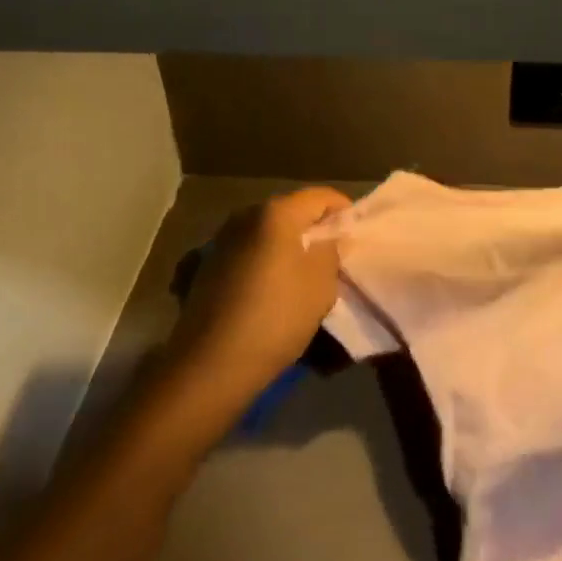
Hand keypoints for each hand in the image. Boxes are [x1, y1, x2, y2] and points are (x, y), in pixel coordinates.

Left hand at [166, 187, 351, 400]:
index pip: (320, 196)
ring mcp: (222, 239)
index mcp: (277, 212)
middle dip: (313, 228)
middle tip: (332, 253)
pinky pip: (247, 253)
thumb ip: (330, 251)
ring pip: (266, 232)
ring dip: (285, 245)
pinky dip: (263, 261)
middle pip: (291, 211)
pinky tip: (269, 288)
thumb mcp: (321, 285)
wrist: (210, 365)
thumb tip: (327, 239)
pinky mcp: (206, 266)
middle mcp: (246, 215)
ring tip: (301, 273)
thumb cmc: (276, 317)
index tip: (355, 232)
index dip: (342, 210)